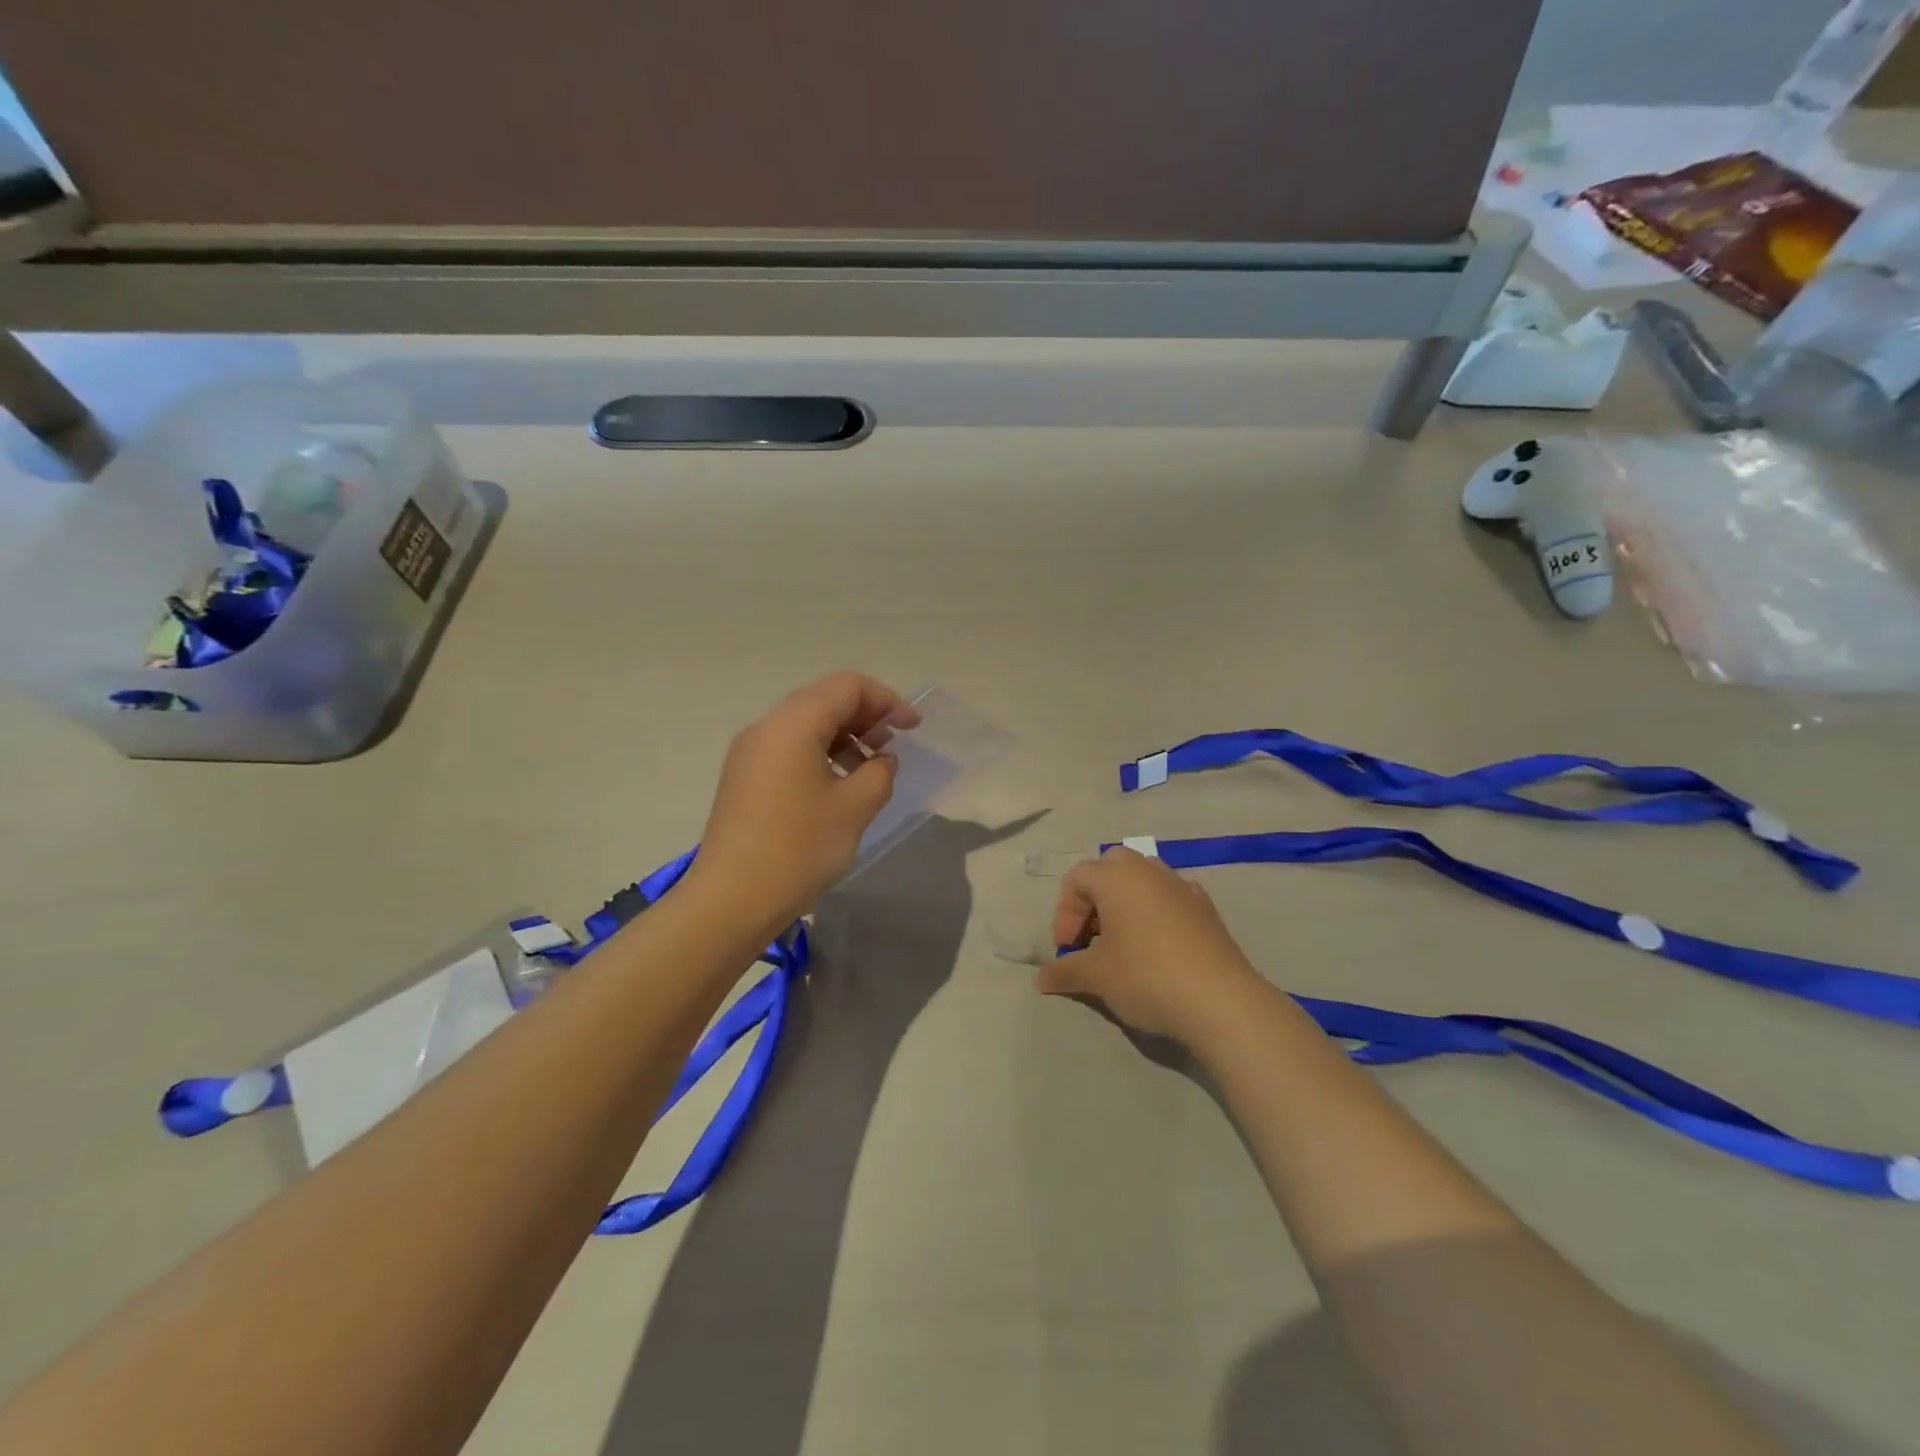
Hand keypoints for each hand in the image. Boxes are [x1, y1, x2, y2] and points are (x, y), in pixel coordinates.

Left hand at [690, 671, 917, 928]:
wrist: (732, 900)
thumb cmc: (799, 848)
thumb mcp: (854, 808)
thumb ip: (879, 773)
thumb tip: (880, 761)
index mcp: (793, 723)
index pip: (848, 687)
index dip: (886, 700)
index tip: (912, 729)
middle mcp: (767, 727)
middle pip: (824, 699)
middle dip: (865, 716)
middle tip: (893, 746)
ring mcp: (749, 753)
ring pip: (805, 725)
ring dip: (843, 736)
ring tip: (870, 768)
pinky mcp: (743, 778)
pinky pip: (788, 748)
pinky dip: (820, 753)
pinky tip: (838, 785)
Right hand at [1037, 848, 1266, 1043]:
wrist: (1220, 1000)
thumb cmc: (1147, 977)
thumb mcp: (1097, 977)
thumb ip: (1065, 970)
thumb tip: (1041, 978)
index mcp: (1116, 878)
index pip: (1077, 877)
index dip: (1064, 912)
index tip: (1068, 949)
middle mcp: (1148, 871)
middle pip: (1111, 866)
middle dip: (1095, 897)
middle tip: (1091, 935)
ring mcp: (1181, 886)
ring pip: (1144, 878)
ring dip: (1125, 901)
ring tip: (1122, 941)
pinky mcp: (1206, 908)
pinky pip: (1171, 896)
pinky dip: (1156, 911)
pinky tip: (1158, 942)